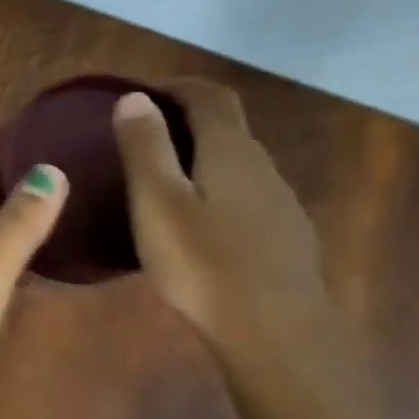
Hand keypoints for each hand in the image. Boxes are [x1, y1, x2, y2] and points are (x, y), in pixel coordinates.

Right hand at [113, 80, 335, 363]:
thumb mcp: (158, 203)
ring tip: (159, 179)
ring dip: (199, 157)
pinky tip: (194, 223)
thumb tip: (136, 98)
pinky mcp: (282, 237)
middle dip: (184, 120)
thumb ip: (146, 148)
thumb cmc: (203, 263)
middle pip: (226, 128)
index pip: (210, 96)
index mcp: (230, 152)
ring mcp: (278, 204)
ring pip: (236, 164)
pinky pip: (243, 196)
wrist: (274, 333)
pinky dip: (214, 190)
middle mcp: (262, 167)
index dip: (176, 85)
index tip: (140, 92)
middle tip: (138, 137)